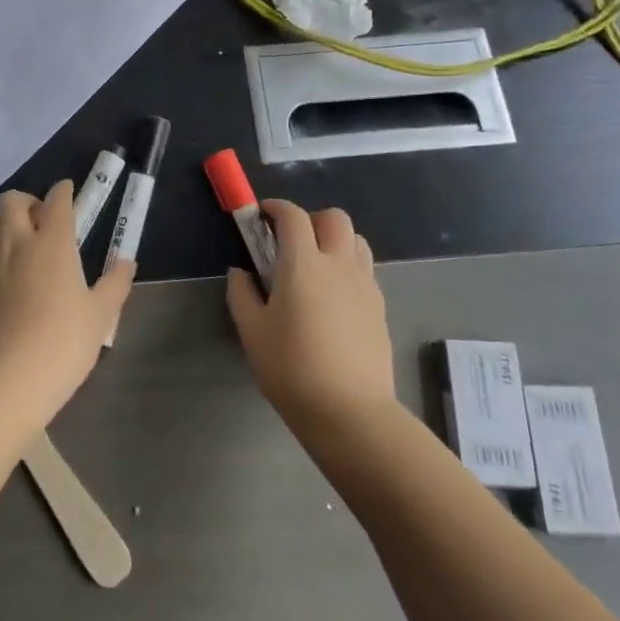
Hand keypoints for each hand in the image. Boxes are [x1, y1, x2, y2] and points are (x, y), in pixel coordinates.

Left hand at [0, 180, 133, 430]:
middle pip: (11, 201)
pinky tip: (2, 279)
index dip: (63, 191)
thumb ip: (115, 283)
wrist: (10, 378)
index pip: (56, 201)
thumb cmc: (64, 343)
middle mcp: (17, 244)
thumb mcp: (100, 315)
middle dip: (26, 200)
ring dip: (1, 222)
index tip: (68, 190)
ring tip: (16, 239)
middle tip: (40, 217)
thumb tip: (127, 261)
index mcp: (53, 244)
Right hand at [225, 200, 396, 431]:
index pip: (293, 216)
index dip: (276, 208)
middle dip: (310, 219)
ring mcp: (365, 284)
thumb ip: (241, 294)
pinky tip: (333, 296)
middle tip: (290, 241)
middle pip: (334, 217)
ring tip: (315, 265)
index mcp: (304, 264)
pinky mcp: (380, 307)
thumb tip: (240, 272)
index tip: (261, 215)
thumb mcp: (252, 331)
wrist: (350, 412)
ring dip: (334, 239)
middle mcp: (339, 264)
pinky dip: (348, 266)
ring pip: (356, 240)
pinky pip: (365, 269)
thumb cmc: (292, 368)